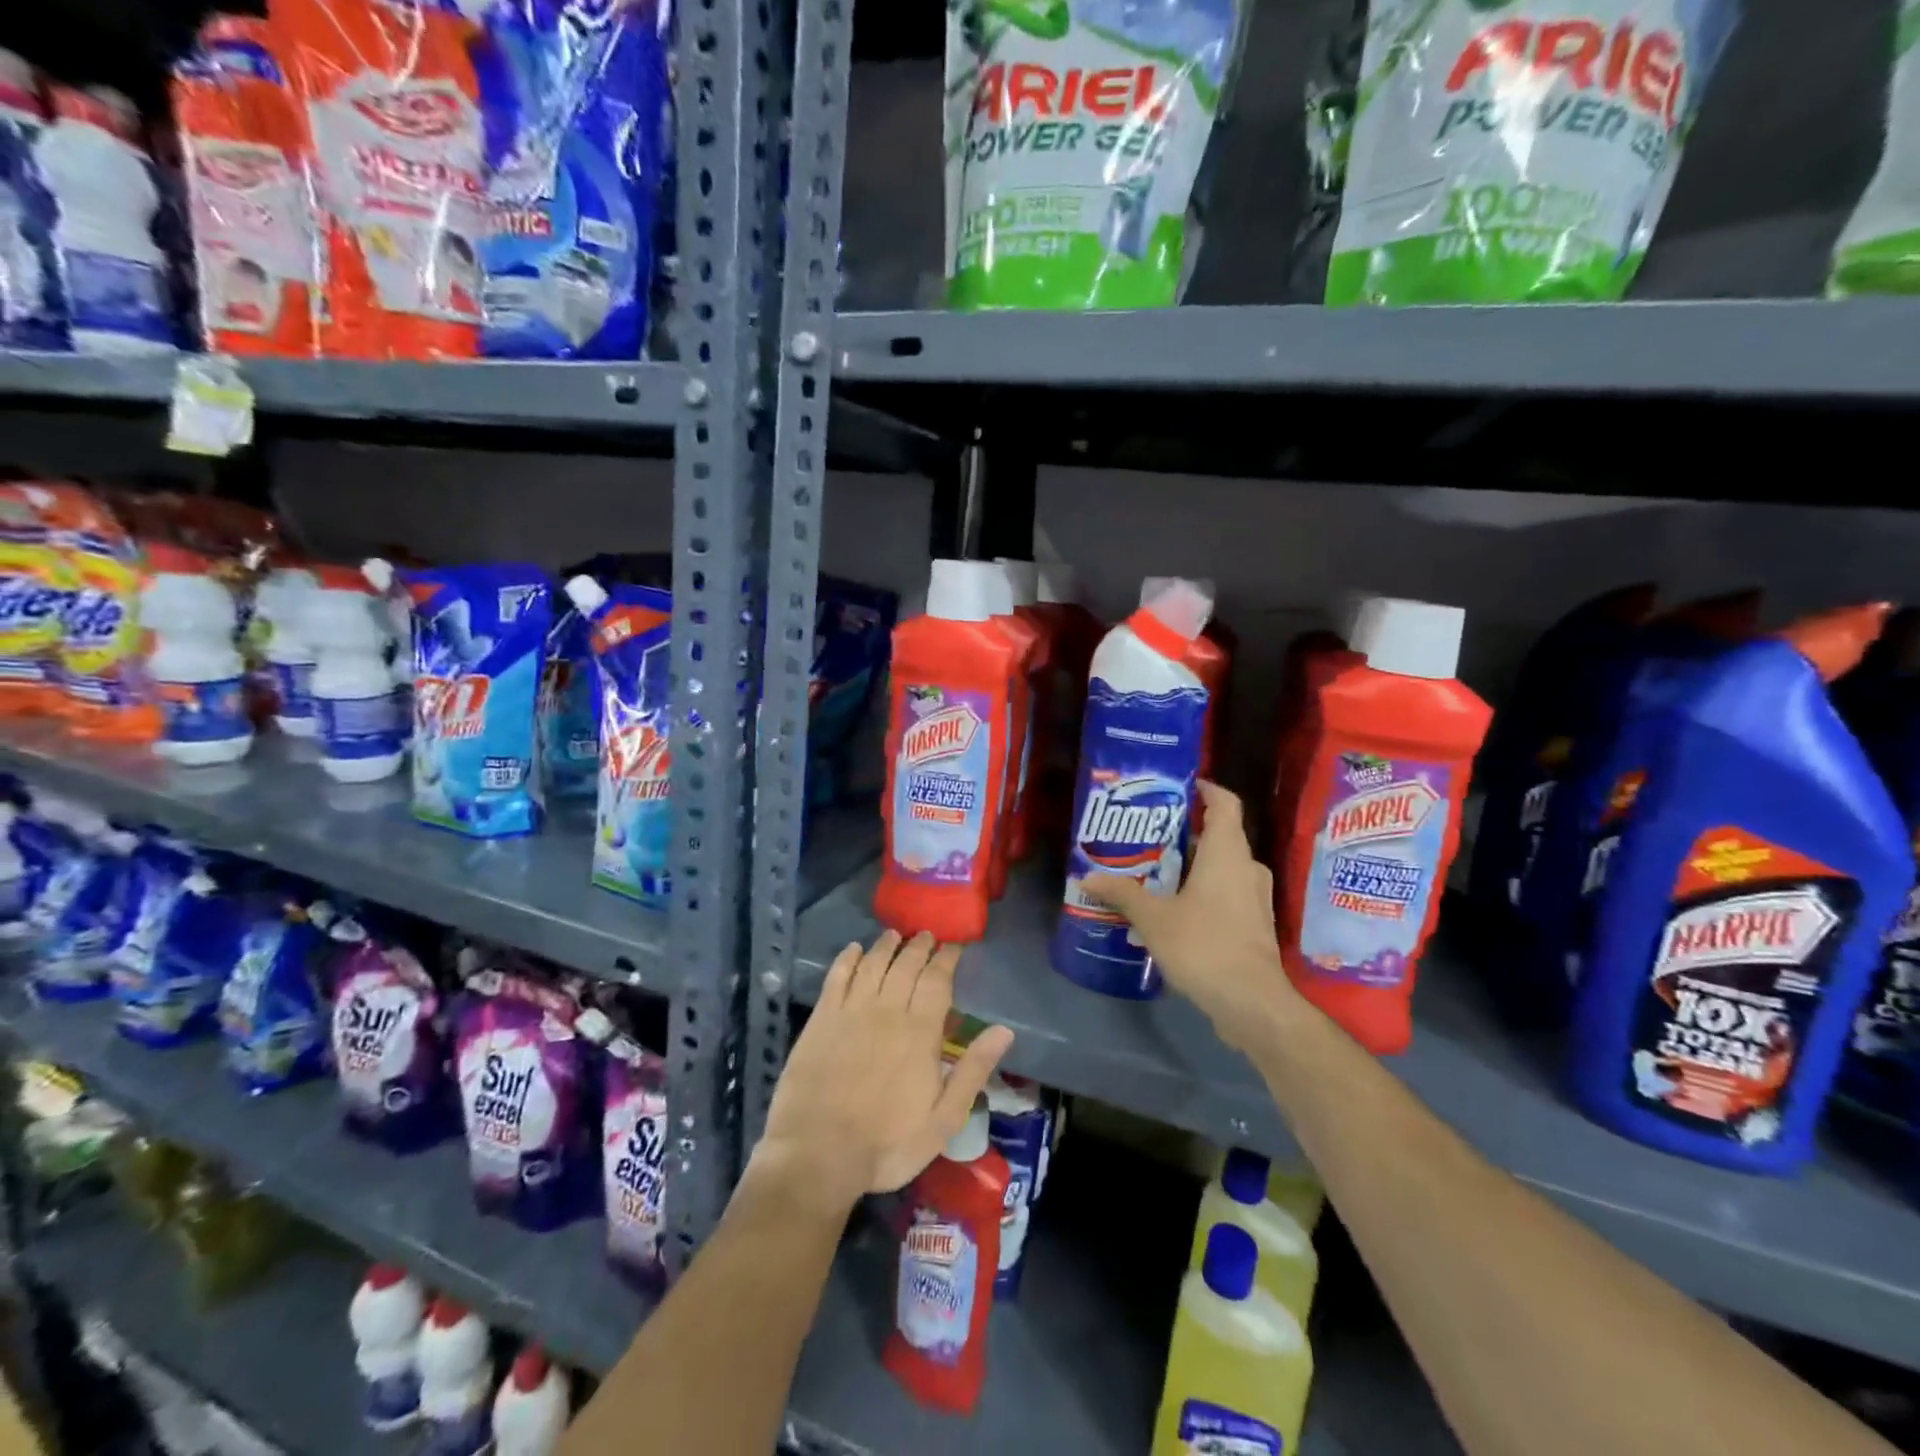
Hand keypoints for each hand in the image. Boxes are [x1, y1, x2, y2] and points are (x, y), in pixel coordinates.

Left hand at [754, 931, 1013, 1213]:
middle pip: (906, 965)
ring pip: (873, 964)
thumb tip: (1004, 1031)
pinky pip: (837, 976)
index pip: (938, 980)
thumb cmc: (887, 1143)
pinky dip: (848, 958)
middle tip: (927, 935)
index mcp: (920, 1031)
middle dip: (919, 946)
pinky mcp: (821, 1018)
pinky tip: (854, 950)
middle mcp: (887, 1010)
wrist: (817, 1154)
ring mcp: (851, 1011)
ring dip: (886, 945)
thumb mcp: (943, 1119)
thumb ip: (973, 1070)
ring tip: (895, 935)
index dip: (947, 959)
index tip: (954, 946)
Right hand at [1081, 781, 1299, 1054]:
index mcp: (1227, 852)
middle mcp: (1246, 867)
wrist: (1252, 1003)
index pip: (1225, 802)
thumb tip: (1087, 877)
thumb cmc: (1204, 945)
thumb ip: (1122, 894)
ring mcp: (1255, 898)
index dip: (1204, 789)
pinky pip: (1226, 892)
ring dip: (1192, 864)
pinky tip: (1173, 907)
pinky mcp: (1254, 924)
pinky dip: (1202, 890)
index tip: (1178, 787)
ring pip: (1222, 866)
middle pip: (1219, 834)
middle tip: (1147, 834)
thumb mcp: (1153, 918)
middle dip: (1184, 832)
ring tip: (1154, 870)